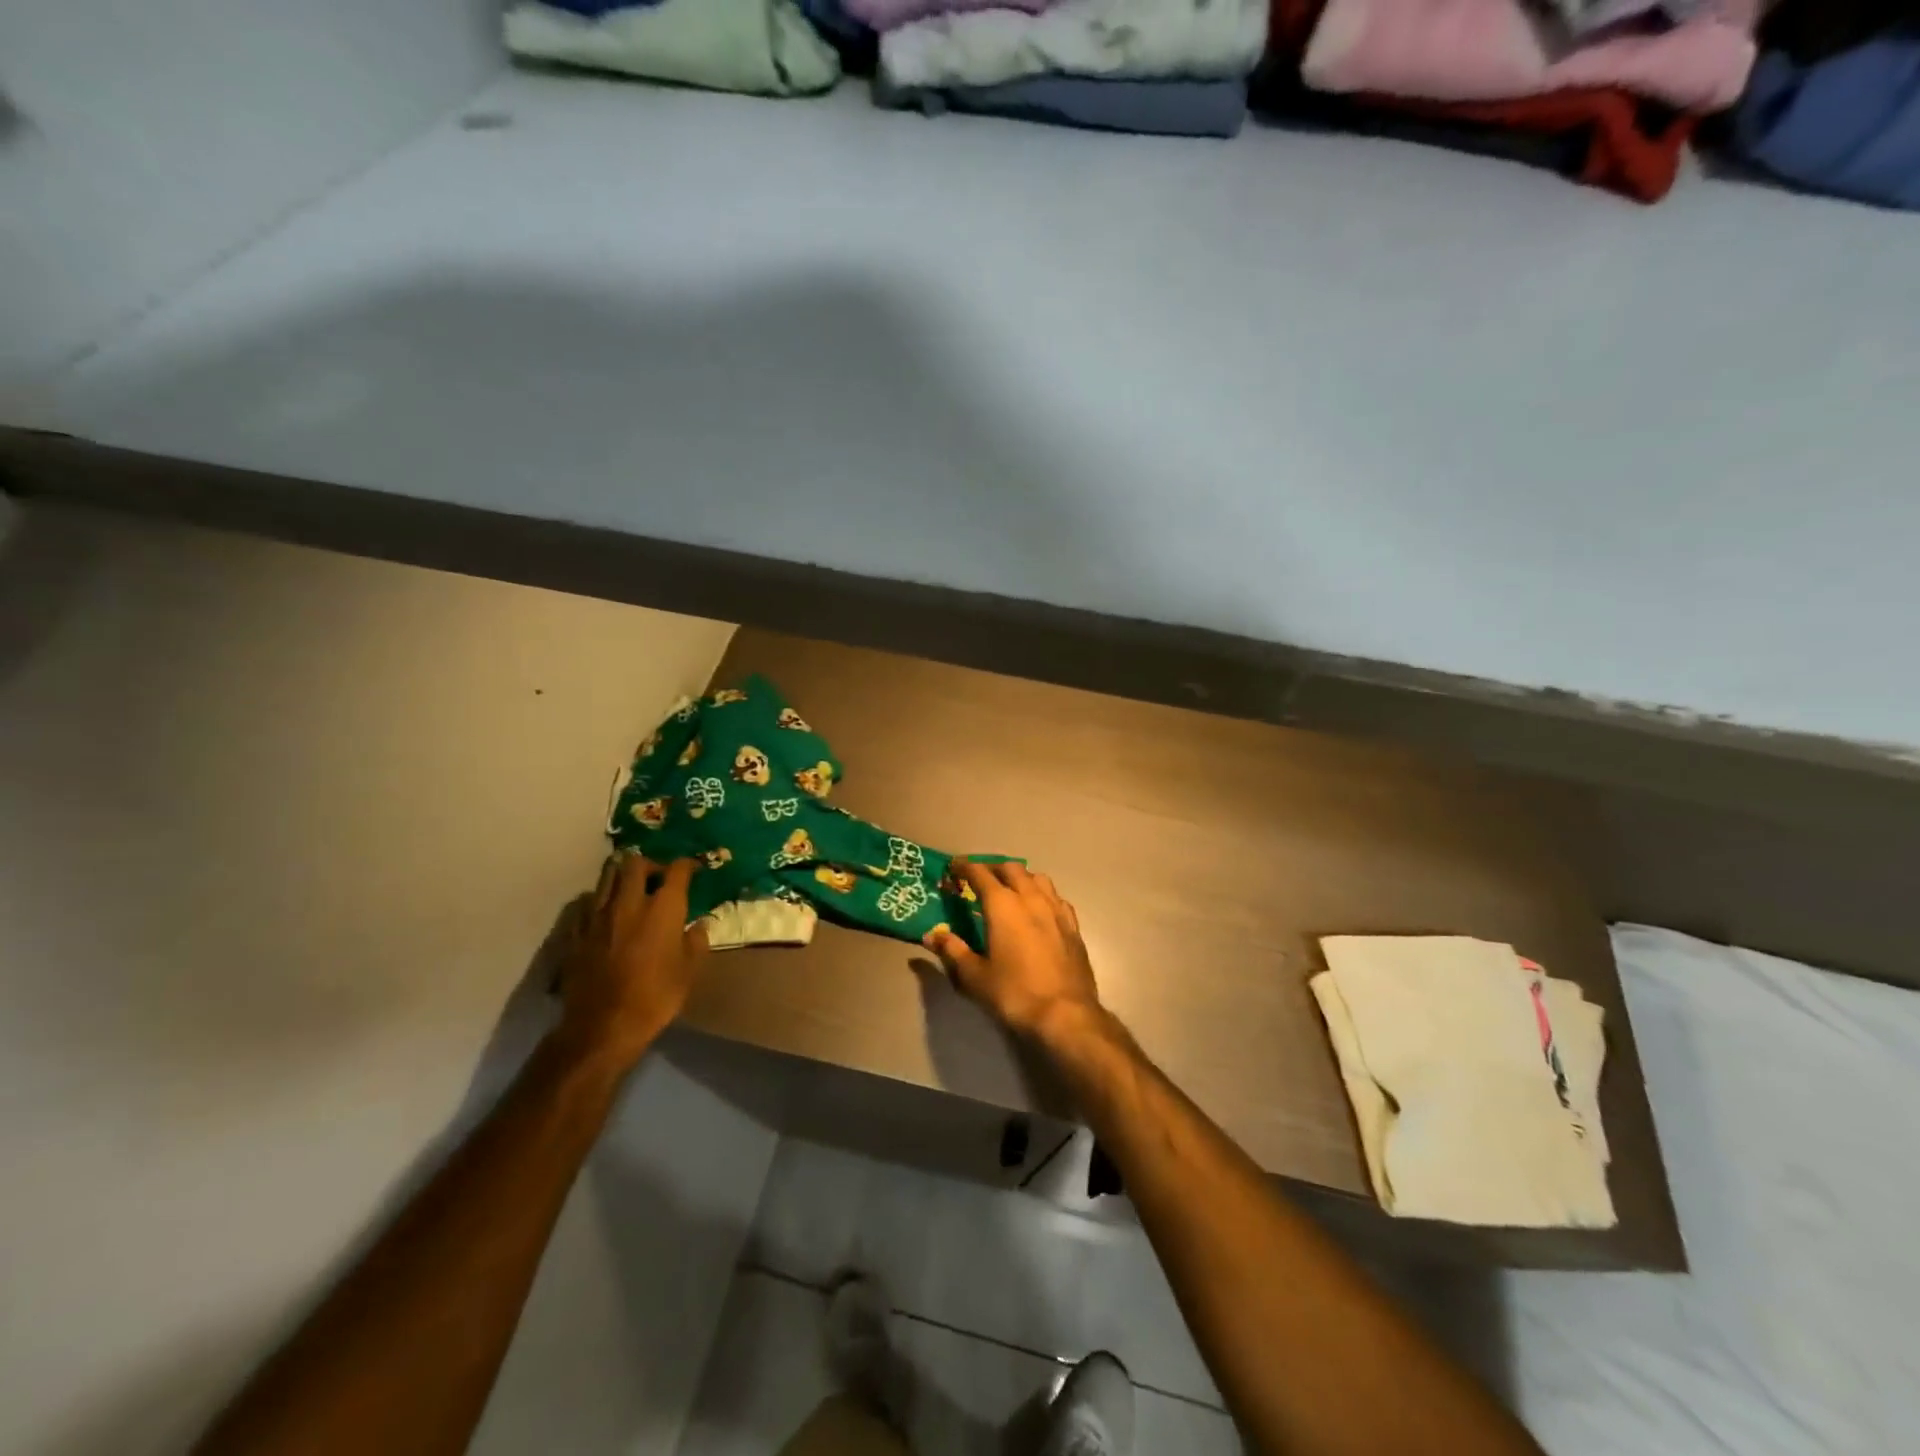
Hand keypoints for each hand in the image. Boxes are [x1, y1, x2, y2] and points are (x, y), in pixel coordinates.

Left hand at [554, 855, 708, 1071]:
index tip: (693, 869)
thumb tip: (699, 924)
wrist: (603, 1027)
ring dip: (622, 876)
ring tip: (631, 890)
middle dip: (650, 864)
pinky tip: (606, 914)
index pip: (677, 869)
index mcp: (663, 908)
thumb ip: (696, 941)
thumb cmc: (656, 997)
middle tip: (658, 877)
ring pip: (607, 876)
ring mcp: (598, 915)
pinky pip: (587, 903)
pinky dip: (600, 901)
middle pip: (635, 862)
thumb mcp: (689, 971)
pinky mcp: (577, 932)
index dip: (687, 864)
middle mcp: (630, 902)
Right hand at [924, 860, 1104, 1045]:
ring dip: (1020, 877)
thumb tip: (931, 935)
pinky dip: (1041, 894)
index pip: (980, 874)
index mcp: (1003, 905)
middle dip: (992, 868)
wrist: (1066, 1014)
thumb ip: (952, 951)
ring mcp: (1055, 909)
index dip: (964, 867)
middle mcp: (1030, 898)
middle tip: (979, 878)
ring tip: (1010, 889)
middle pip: (1011, 869)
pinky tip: (1038, 908)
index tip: (953, 867)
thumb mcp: (975, 976)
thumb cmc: (1014, 993)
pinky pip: (1055, 897)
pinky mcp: (1073, 925)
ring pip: (1037, 878)